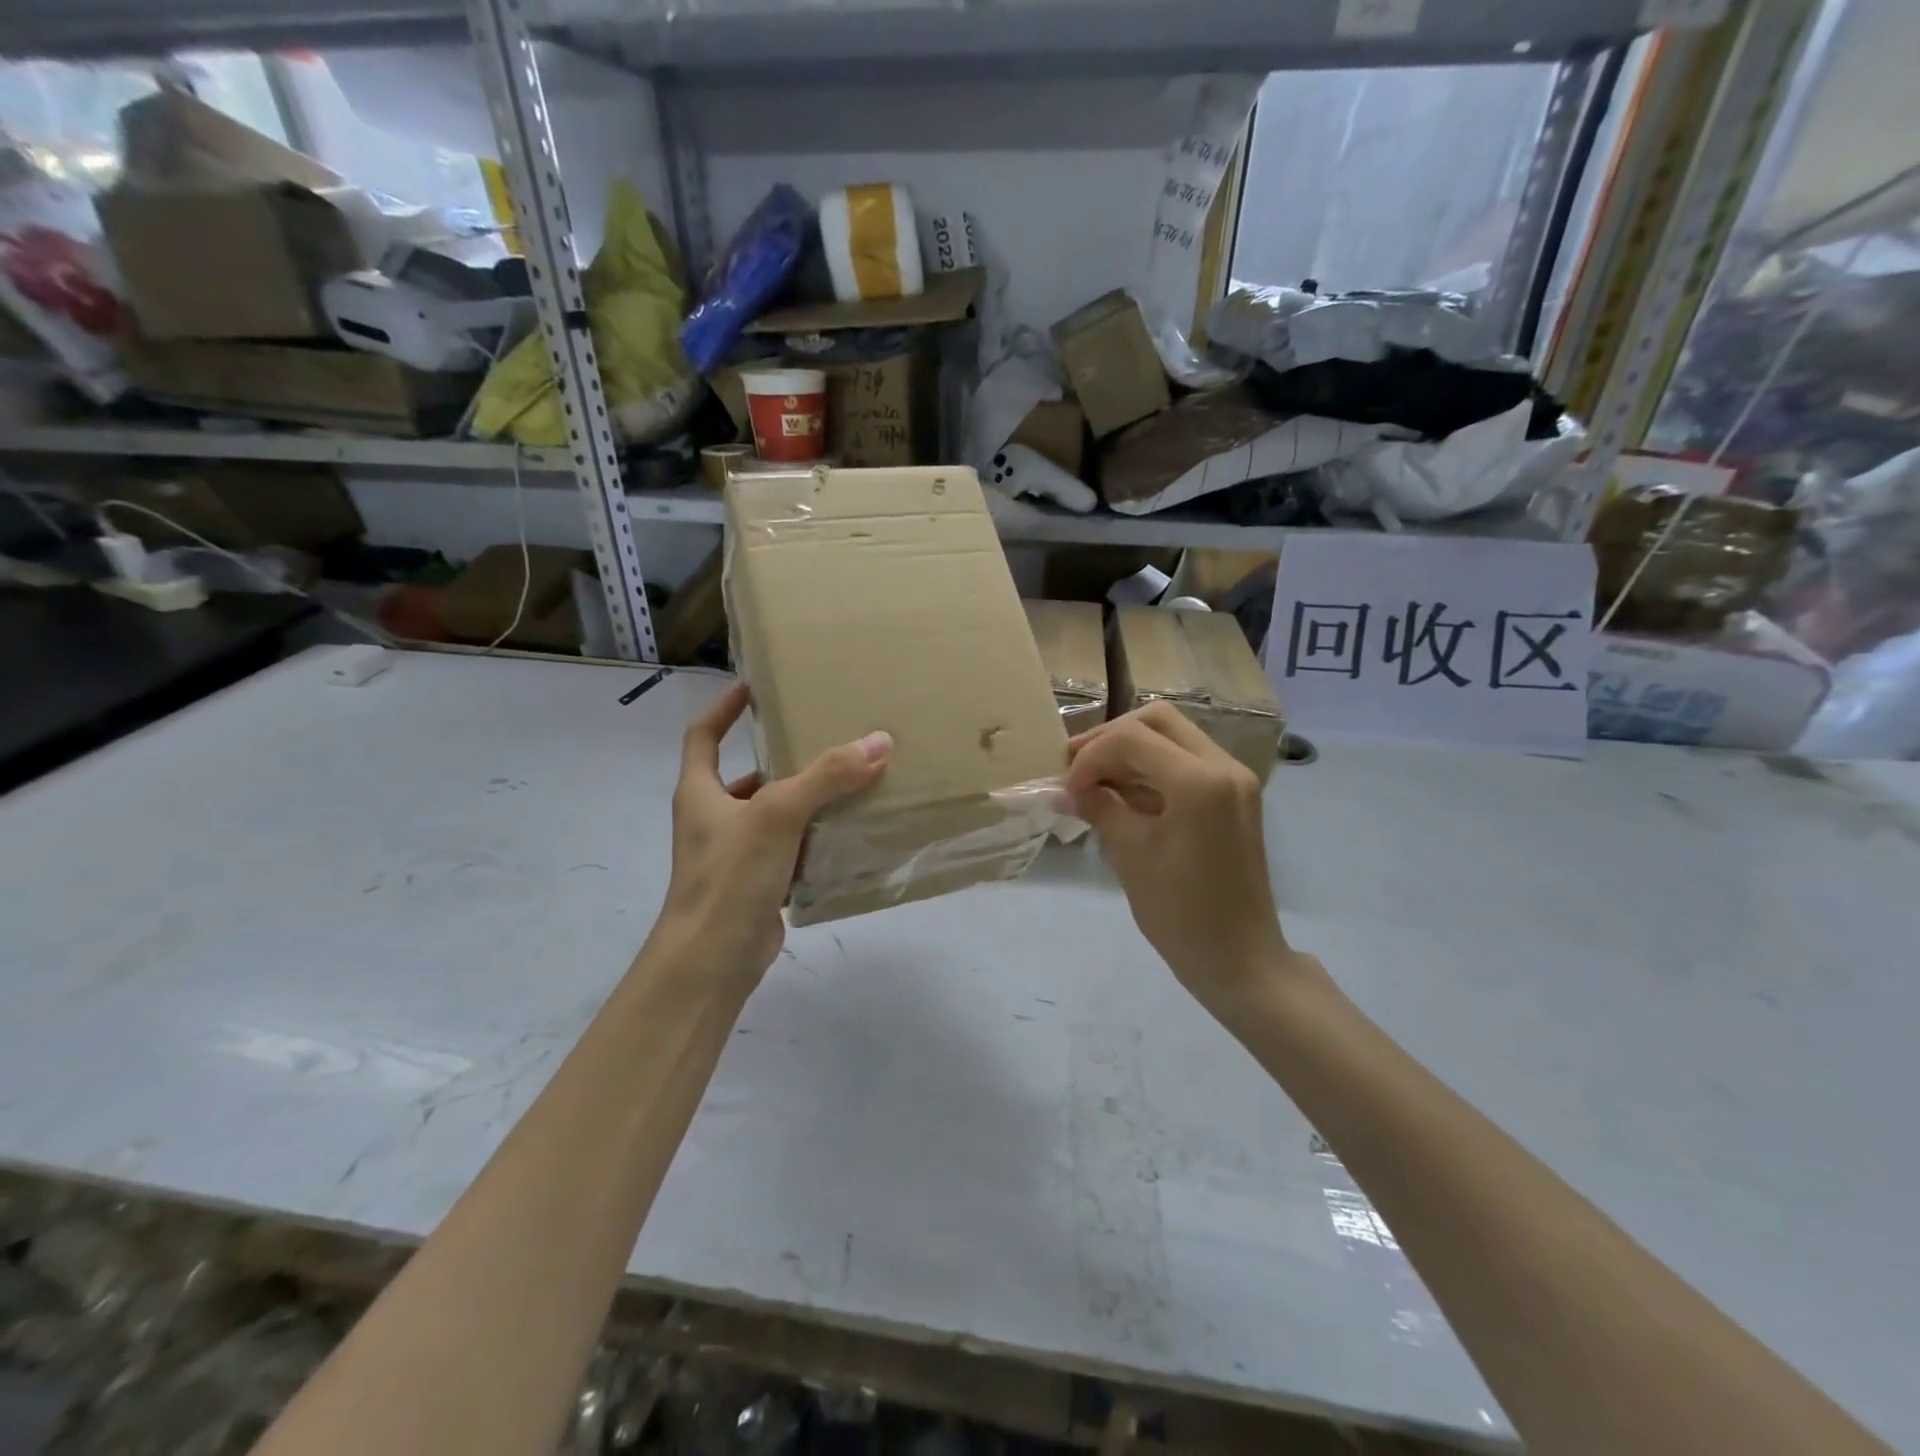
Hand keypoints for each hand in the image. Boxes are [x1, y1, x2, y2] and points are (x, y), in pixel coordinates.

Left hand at [654, 681, 890, 986]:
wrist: (712, 962)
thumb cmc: (730, 877)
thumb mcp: (778, 814)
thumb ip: (827, 776)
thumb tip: (878, 741)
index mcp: (700, 793)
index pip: (703, 737)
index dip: (723, 710)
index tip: (751, 688)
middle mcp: (712, 820)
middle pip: (746, 777)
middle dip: (781, 758)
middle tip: (823, 738)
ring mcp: (734, 856)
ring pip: (774, 816)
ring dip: (805, 801)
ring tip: (849, 782)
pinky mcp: (757, 886)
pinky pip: (790, 851)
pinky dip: (815, 840)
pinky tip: (848, 833)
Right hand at [1066, 703, 1309, 1012]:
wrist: (1240, 959)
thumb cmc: (1181, 913)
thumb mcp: (1131, 855)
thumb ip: (1099, 808)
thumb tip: (1066, 789)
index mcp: (1199, 781)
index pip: (1131, 738)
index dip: (1090, 756)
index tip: (1067, 789)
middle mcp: (1223, 766)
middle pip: (1157, 720)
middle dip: (1111, 737)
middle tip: (1077, 765)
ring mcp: (1235, 779)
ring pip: (1174, 737)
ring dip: (1131, 750)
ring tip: (1094, 780)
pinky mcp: (1235, 796)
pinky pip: (1188, 762)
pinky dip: (1152, 768)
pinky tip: (1123, 793)